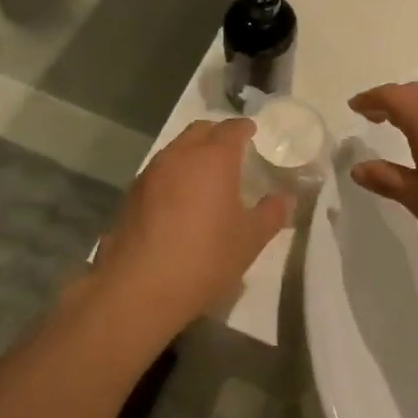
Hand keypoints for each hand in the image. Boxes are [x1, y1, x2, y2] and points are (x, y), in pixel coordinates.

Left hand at [93, 119, 290, 335]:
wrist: (139, 288)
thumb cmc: (205, 257)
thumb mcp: (249, 240)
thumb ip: (270, 214)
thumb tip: (285, 198)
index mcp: (213, 158)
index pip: (232, 129)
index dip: (244, 128)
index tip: (252, 133)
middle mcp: (180, 155)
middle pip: (200, 131)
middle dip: (217, 135)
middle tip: (230, 151)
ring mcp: (151, 173)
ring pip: (176, 149)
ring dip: (192, 153)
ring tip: (204, 176)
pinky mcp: (131, 194)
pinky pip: (158, 172)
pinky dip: (172, 175)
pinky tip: (177, 201)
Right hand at [348, 83, 417, 264]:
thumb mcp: (416, 196)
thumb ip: (385, 178)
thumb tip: (358, 168)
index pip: (391, 96)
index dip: (370, 99)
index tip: (354, 106)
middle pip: (414, 92)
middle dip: (390, 99)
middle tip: (372, 114)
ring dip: (414, 105)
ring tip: (398, 123)